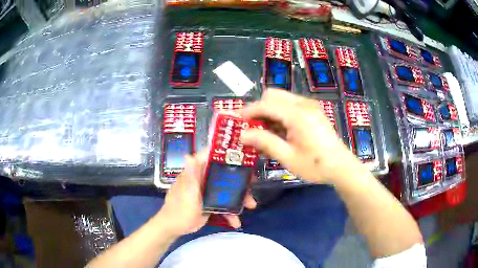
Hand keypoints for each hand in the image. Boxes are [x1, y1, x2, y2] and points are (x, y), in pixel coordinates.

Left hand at [157, 151, 256, 236]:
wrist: (174, 228)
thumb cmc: (179, 210)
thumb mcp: (186, 194)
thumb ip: (190, 177)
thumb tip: (188, 155)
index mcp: (195, 173)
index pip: (210, 156)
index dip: (225, 153)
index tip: (242, 155)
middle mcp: (202, 179)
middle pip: (223, 174)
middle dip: (239, 180)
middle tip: (253, 185)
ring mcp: (206, 191)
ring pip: (226, 190)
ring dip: (239, 198)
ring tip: (251, 206)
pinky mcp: (209, 203)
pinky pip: (223, 203)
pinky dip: (230, 212)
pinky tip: (235, 222)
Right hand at [240, 89, 359, 183]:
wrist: (341, 167)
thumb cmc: (315, 165)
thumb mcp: (287, 157)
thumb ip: (265, 142)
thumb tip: (243, 134)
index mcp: (298, 115)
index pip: (266, 104)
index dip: (249, 111)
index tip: (236, 121)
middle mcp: (303, 104)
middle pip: (273, 95)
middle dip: (259, 109)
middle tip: (252, 128)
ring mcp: (309, 106)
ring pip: (281, 99)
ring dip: (269, 112)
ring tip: (265, 133)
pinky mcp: (312, 111)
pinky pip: (290, 106)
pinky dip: (280, 115)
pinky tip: (279, 132)